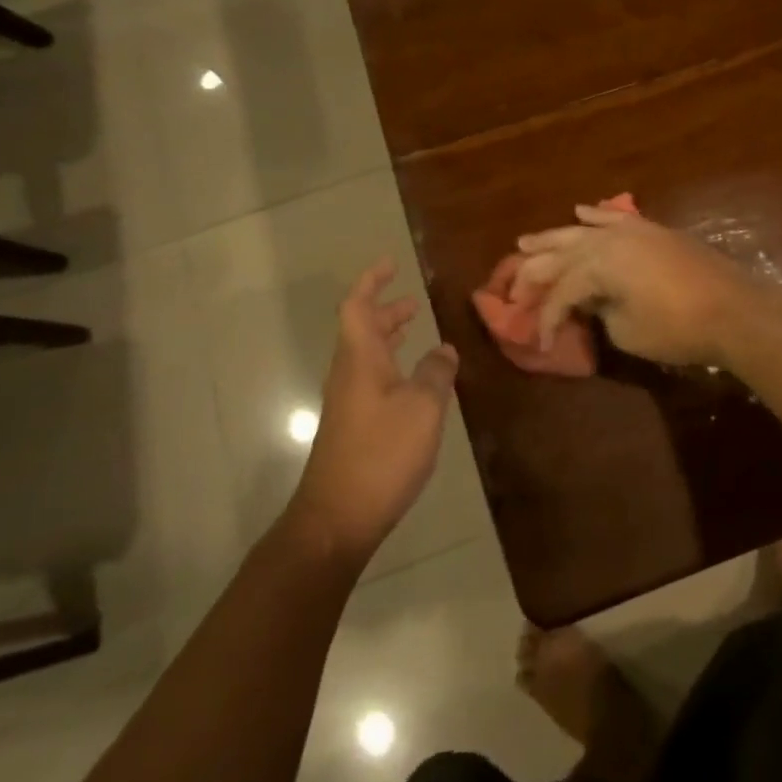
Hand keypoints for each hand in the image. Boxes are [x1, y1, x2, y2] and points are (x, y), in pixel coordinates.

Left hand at [288, 260, 458, 562]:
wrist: (338, 517)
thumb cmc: (382, 454)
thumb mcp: (423, 408)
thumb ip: (435, 373)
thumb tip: (443, 349)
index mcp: (361, 359)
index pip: (359, 306)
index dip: (372, 281)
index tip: (391, 263)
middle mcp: (349, 374)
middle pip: (361, 328)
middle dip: (385, 309)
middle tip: (412, 299)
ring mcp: (348, 401)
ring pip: (366, 354)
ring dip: (388, 336)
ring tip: (415, 329)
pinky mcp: (353, 426)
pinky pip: (371, 378)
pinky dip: (392, 364)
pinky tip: (413, 380)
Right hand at [513, 203, 765, 368]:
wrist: (734, 309)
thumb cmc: (677, 328)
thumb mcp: (627, 330)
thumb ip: (600, 312)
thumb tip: (592, 302)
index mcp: (598, 265)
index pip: (560, 291)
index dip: (546, 318)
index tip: (540, 342)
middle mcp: (609, 239)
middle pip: (561, 253)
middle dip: (535, 269)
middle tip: (511, 282)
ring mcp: (633, 230)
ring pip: (583, 230)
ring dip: (554, 236)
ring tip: (526, 240)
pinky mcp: (654, 231)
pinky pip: (616, 217)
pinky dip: (596, 215)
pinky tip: (581, 212)